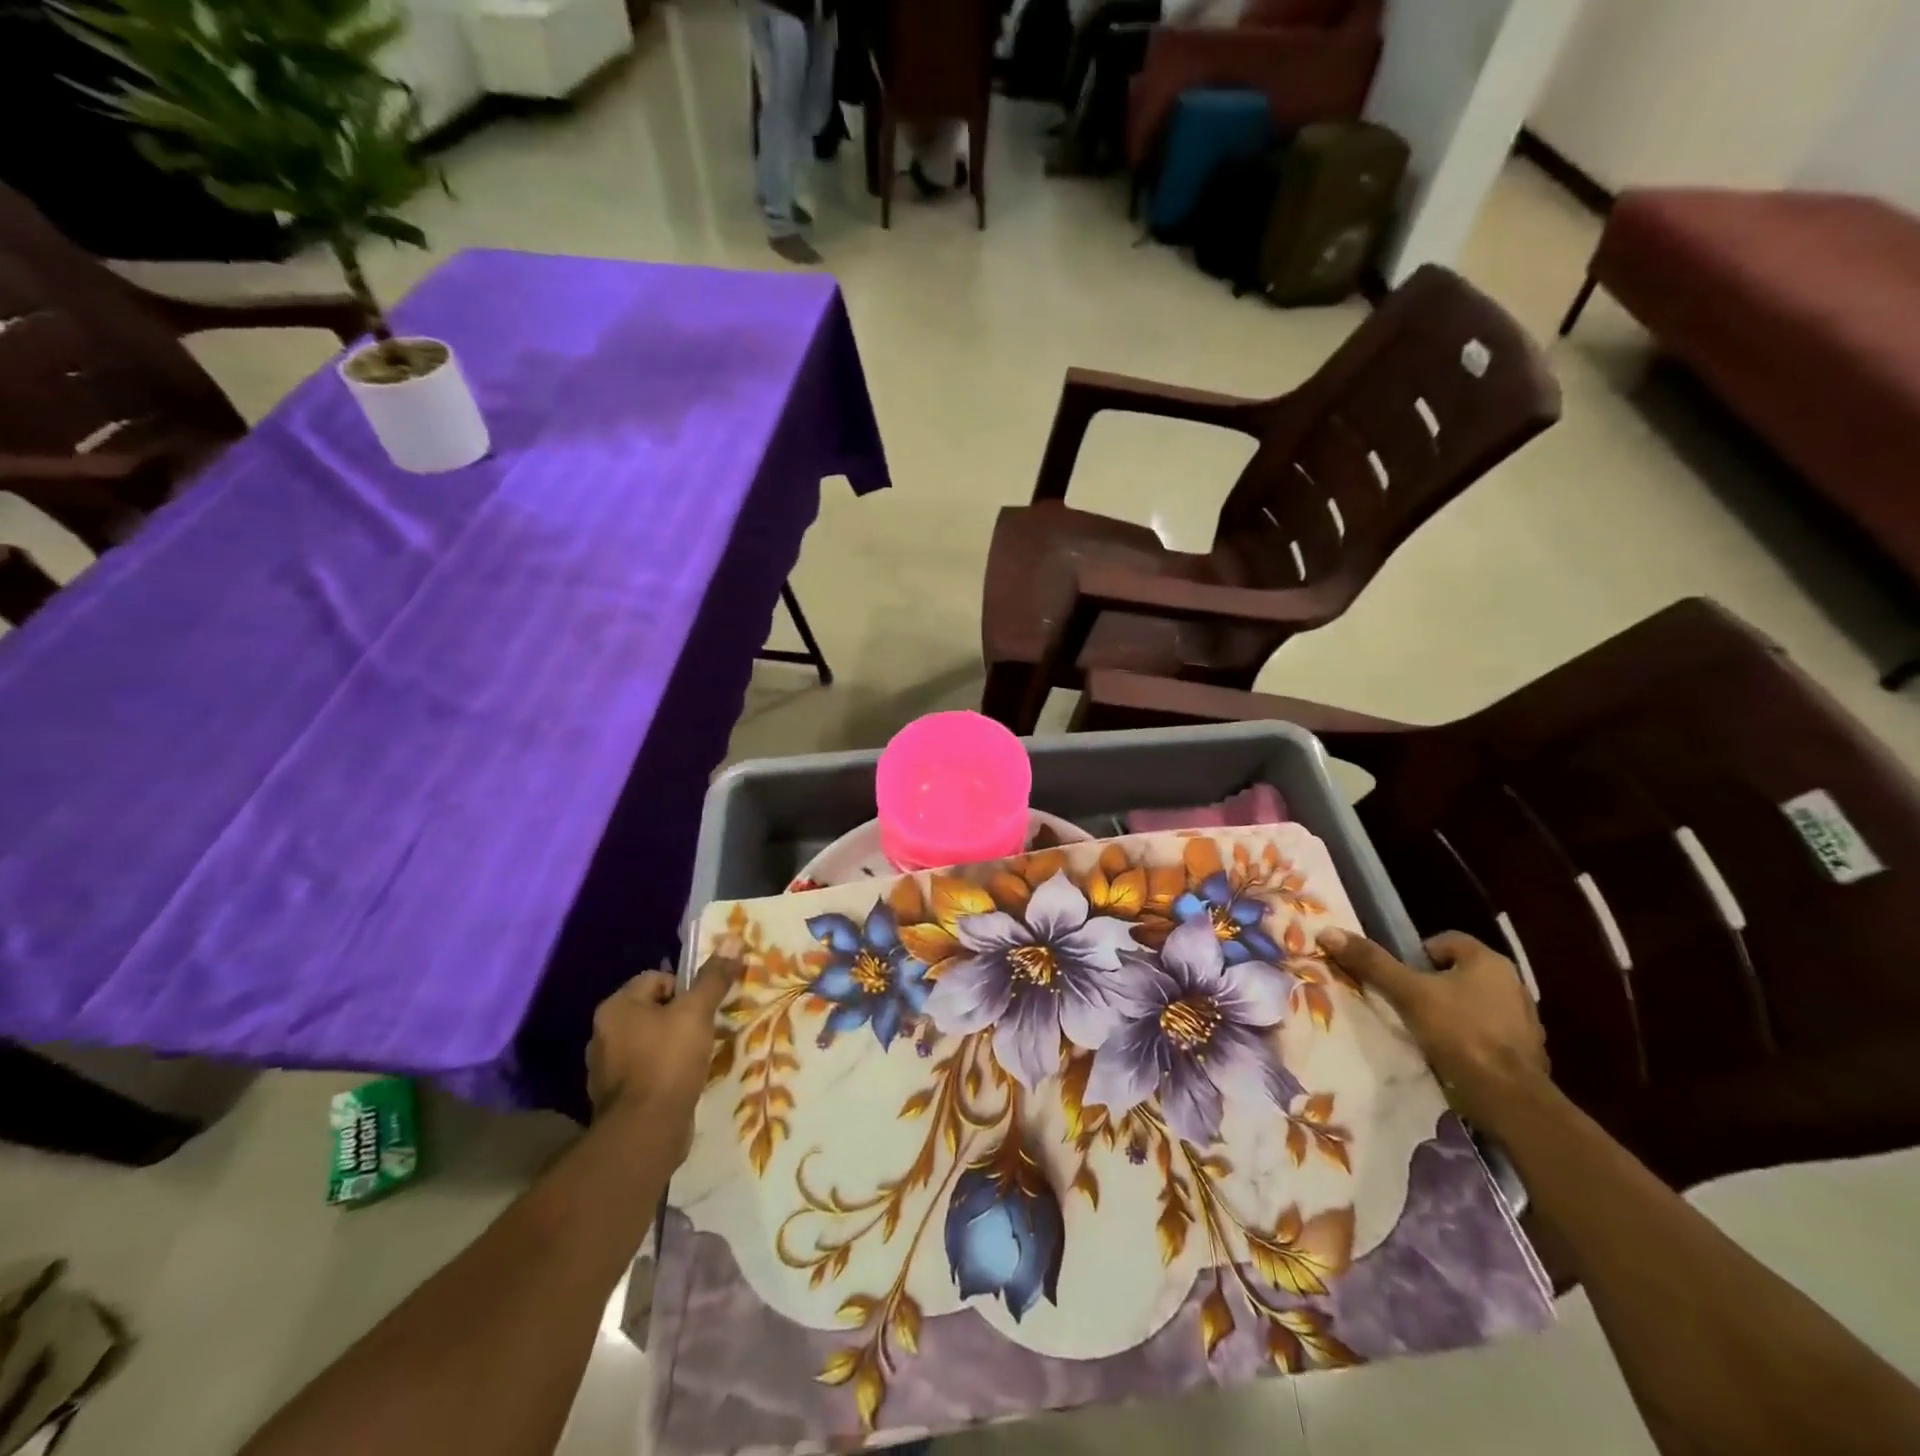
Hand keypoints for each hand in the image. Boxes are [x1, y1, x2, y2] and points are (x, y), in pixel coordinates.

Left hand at [586, 936, 743, 1158]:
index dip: (687, 987)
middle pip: (654, 1009)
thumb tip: (732, 938)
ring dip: (675, 1044)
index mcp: (616, 1007)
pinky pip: (648, 1070)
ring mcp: (607, 1069)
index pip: (657, 978)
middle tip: (708, 1028)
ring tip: (701, 1055)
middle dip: (682, 1016)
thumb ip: (713, 977)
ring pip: (651, 1041)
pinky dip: (666, 1071)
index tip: (707, 1006)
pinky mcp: (618, 1098)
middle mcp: (604, 1034)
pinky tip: (686, 1080)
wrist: (645, 1133)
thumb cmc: (667, 1062)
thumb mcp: (696, 1013)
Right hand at [1317, 928, 1547, 1134]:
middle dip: (1432, 985)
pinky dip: (1469, 1039)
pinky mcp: (1526, 1053)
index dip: (1416, 954)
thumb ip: (1372, 963)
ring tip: (1423, 1030)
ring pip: (1474, 1004)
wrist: (1510, 1099)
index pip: (1445, 941)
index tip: (1399, 977)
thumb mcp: (1408, 994)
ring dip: (1452, 1012)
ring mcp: (1524, 1020)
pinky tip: (1449, 1054)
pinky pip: (1488, 1034)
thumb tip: (1328, 931)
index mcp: (1489, 962)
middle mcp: (1512, 984)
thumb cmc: (1460, 1033)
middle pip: (1458, 973)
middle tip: (1404, 1002)